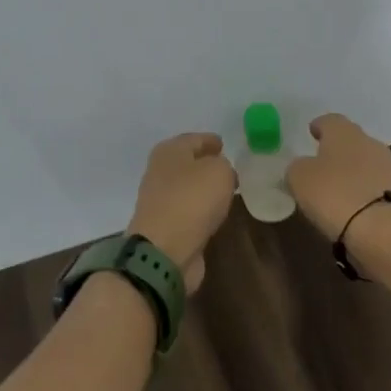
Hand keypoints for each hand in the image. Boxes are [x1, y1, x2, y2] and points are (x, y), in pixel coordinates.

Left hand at [127, 133, 236, 294]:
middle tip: (230, 168)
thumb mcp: (219, 171)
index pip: (193, 139)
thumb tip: (220, 172)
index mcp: (169, 151)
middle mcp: (160, 172)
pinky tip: (214, 213)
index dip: (209, 140)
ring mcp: (160, 201)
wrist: (164, 251)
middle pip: (187, 163)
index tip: (224, 144)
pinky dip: (200, 210)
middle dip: (206, 164)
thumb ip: (224, 165)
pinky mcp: (165, 227)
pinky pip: (188, 211)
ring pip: (187, 188)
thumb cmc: (192, 200)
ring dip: (203, 189)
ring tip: (226, 191)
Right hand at [286, 113, 390, 242]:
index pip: (330, 120)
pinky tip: (350, 202)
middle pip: (350, 139)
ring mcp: (385, 166)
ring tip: (334, 185)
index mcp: (343, 131)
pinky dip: (361, 189)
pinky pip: (372, 183)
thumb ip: (296, 167)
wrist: (380, 229)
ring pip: (363, 161)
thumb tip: (301, 167)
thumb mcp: (299, 177)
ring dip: (350, 169)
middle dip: (336, 147)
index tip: (312, 133)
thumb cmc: (333, 193)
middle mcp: (368, 142)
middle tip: (321, 160)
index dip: (319, 126)